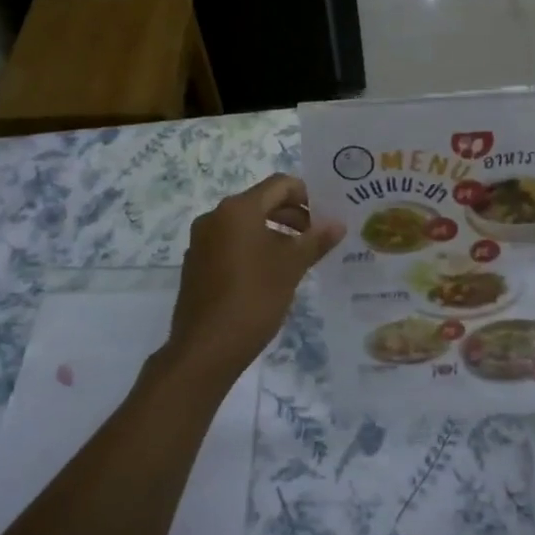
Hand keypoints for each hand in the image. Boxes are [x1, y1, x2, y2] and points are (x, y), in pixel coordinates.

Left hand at [166, 174, 343, 382]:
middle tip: (316, 237)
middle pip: (261, 202)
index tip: (325, 216)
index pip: (279, 185)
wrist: (205, 349)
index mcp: (237, 209)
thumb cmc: (253, 298)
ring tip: (298, 257)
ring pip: (245, 225)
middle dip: (292, 216)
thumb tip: (338, 223)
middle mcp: (215, 217)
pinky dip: (252, 249)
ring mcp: (201, 241)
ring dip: (273, 233)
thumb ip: (315, 240)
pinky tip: (269, 275)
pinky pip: (230, 244)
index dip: (306, 195)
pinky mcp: (196, 264)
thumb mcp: (291, 267)